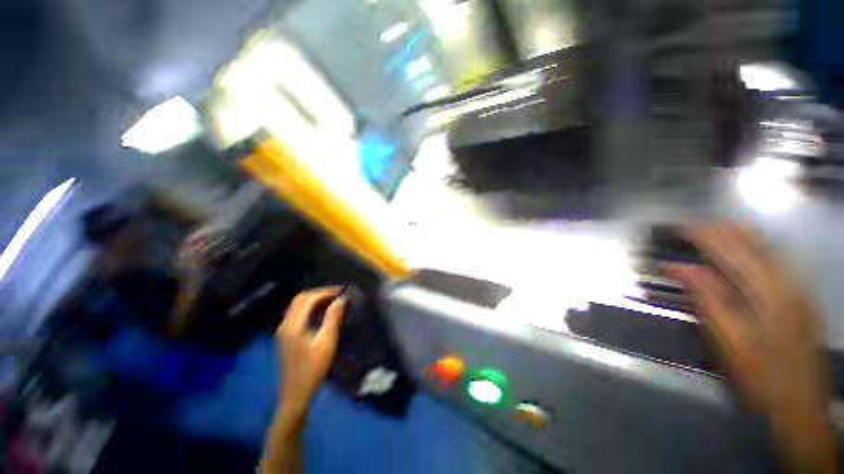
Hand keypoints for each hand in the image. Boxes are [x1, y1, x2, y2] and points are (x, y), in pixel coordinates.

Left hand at [276, 287, 346, 417]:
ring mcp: (283, 330)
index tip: (341, 291)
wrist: (295, 394)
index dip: (326, 292)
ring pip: (297, 305)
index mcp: (293, 325)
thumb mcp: (326, 342)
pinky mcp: (285, 336)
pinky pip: (297, 313)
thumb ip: (333, 318)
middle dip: (319, 293)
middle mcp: (285, 324)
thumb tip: (341, 299)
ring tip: (332, 300)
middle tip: (337, 294)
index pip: (308, 299)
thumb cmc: (313, 369)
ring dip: (314, 299)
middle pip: (300, 299)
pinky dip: (309, 308)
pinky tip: (321, 312)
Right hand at [668, 224, 833, 471]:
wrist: (799, 408)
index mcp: (772, 292)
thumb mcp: (728, 340)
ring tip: (708, 234)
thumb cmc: (760, 377)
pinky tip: (739, 252)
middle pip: (754, 241)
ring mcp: (801, 288)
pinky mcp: (802, 297)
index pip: (733, 249)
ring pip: (767, 247)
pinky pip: (775, 260)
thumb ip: (705, 297)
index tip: (679, 228)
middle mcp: (791, 281)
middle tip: (690, 229)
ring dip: (735, 237)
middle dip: (720, 231)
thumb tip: (676, 267)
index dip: (704, 235)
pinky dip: (752, 249)